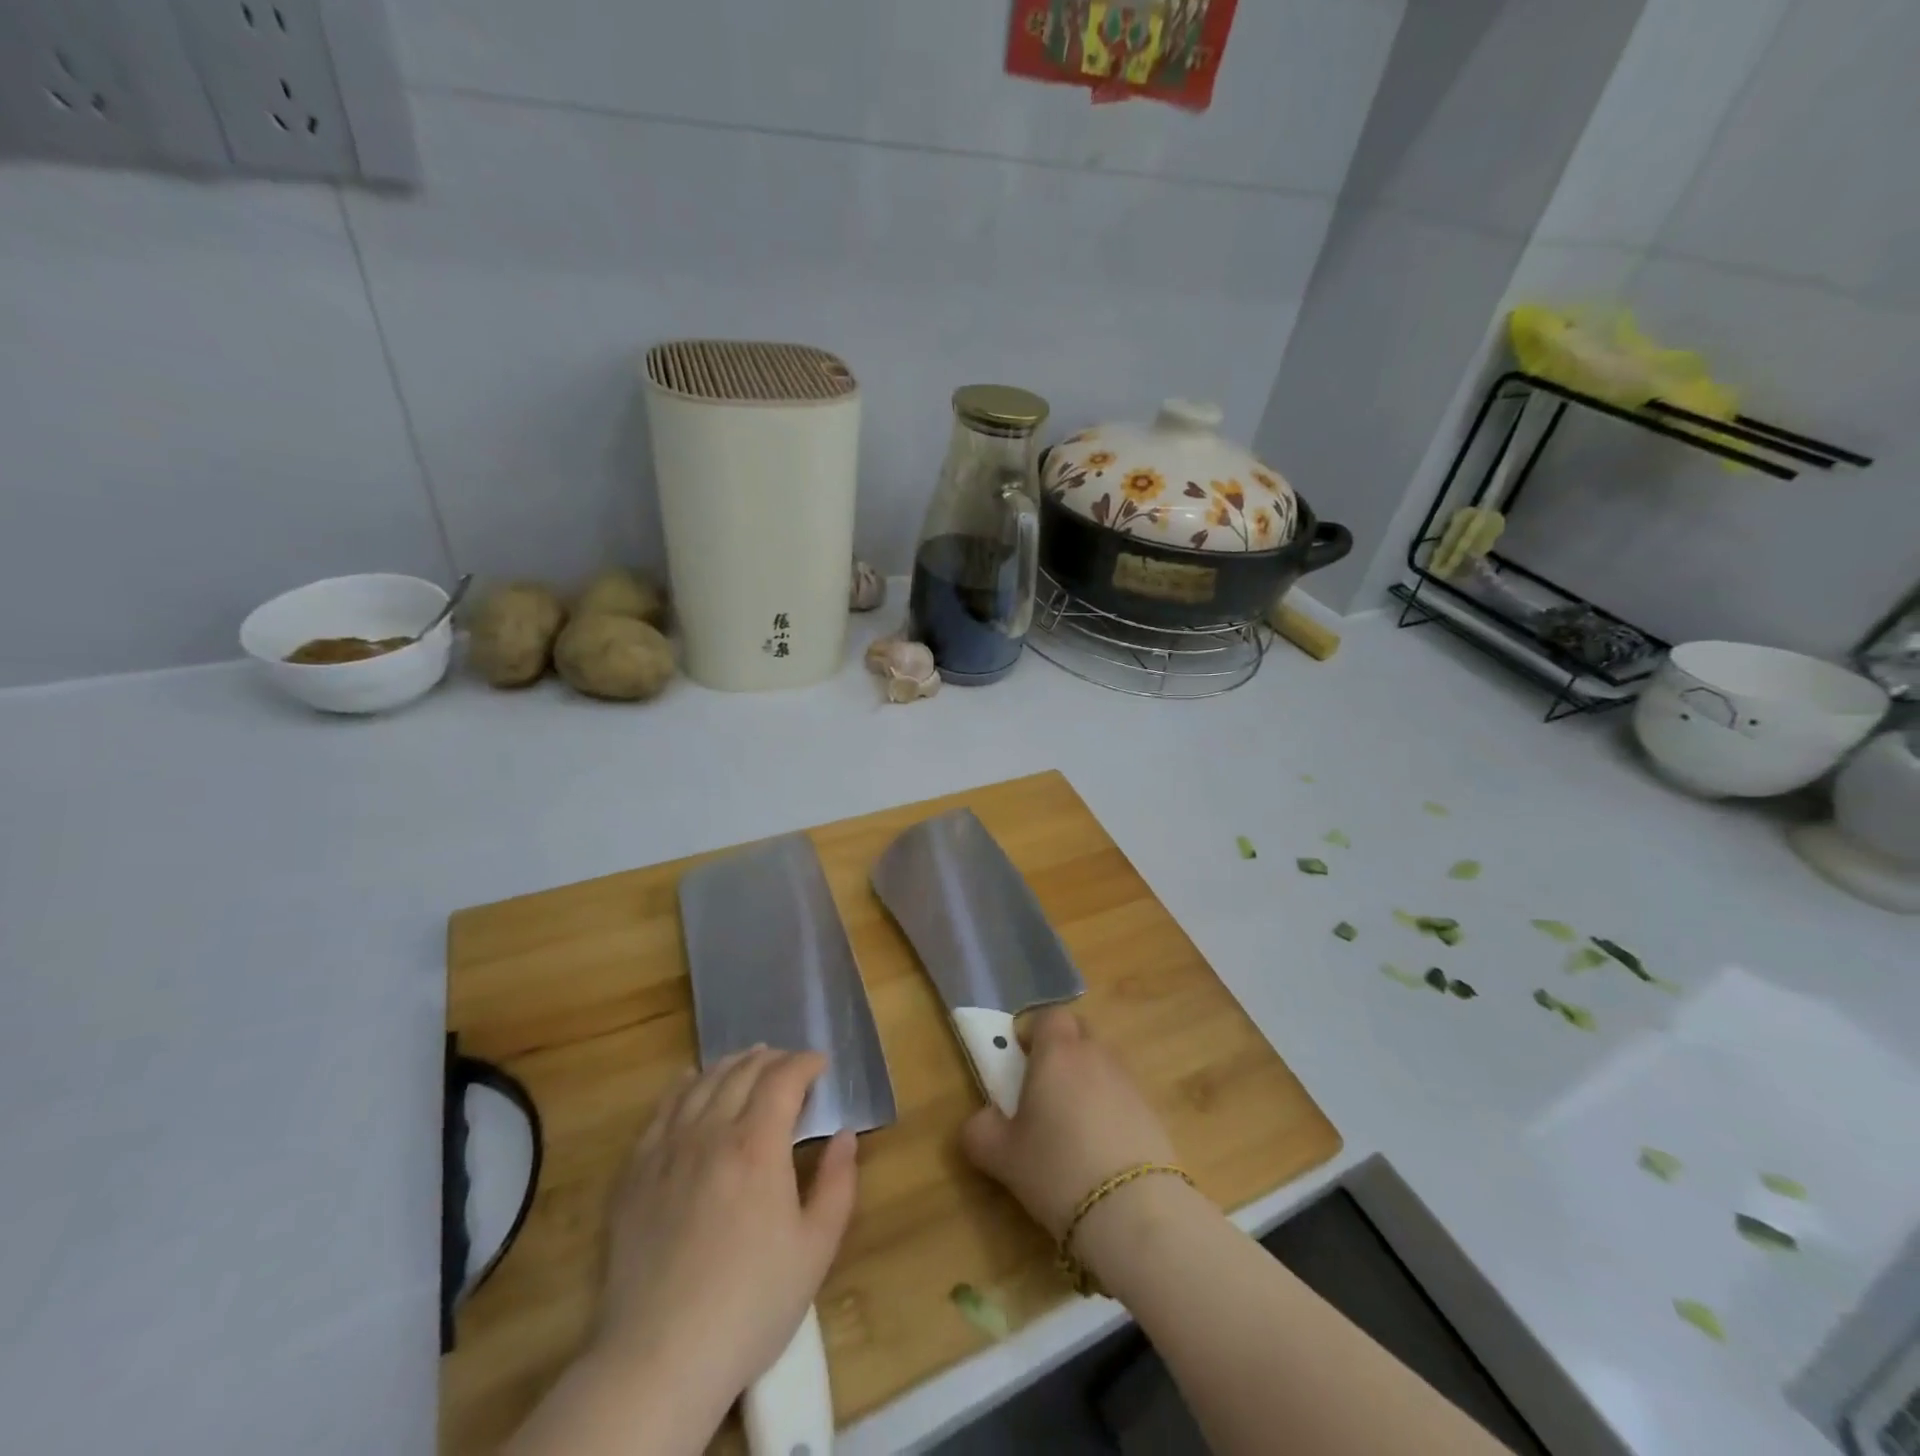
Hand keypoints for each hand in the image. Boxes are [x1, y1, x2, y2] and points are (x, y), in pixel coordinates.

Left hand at [594, 1048, 857, 1410]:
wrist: (659, 1358)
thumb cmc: (750, 1305)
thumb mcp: (816, 1250)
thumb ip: (838, 1184)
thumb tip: (844, 1135)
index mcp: (757, 1145)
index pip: (784, 1078)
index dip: (806, 1063)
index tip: (821, 1064)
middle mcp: (711, 1132)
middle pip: (743, 1072)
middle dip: (773, 1059)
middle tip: (791, 1065)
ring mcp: (668, 1149)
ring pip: (702, 1083)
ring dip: (731, 1065)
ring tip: (748, 1062)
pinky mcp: (635, 1173)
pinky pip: (662, 1110)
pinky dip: (683, 1085)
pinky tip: (691, 1081)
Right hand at [959, 1008, 1175, 1240]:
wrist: (1133, 1210)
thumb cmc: (1056, 1169)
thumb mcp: (1001, 1156)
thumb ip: (981, 1131)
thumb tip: (981, 1121)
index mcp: (1057, 1052)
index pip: (1049, 1016)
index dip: (1035, 1033)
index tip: (1022, 1061)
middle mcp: (1095, 1055)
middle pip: (1079, 1033)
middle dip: (1063, 1051)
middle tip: (1044, 1090)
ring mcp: (1129, 1082)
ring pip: (1103, 1064)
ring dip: (1087, 1082)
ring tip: (1073, 1127)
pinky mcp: (1152, 1112)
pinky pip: (1124, 1096)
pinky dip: (1111, 1110)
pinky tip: (1101, 1150)